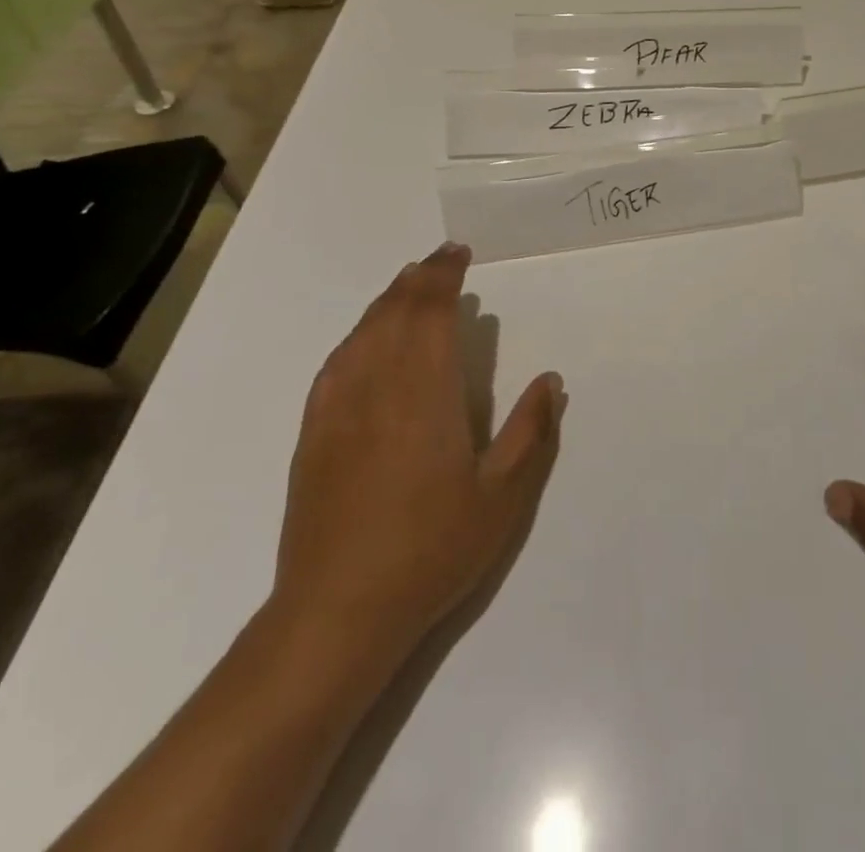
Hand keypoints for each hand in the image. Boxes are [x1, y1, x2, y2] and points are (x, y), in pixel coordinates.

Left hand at [270, 243, 565, 665]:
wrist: (338, 610)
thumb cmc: (431, 549)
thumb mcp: (502, 498)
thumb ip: (530, 432)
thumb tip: (551, 381)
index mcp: (425, 390)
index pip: (430, 310)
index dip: (443, 275)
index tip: (458, 254)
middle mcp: (377, 383)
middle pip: (394, 310)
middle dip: (418, 278)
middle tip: (441, 261)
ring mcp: (338, 406)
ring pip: (363, 330)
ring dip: (388, 300)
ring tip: (409, 286)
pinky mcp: (314, 431)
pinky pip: (336, 362)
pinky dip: (358, 334)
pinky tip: (366, 340)